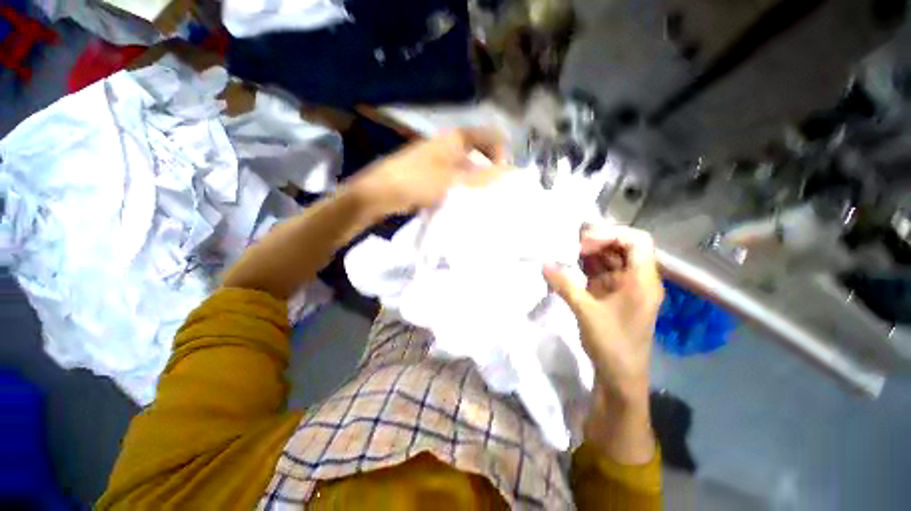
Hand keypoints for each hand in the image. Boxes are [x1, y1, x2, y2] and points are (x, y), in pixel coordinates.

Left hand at [351, 128, 507, 215]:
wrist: (382, 192)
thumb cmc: (418, 180)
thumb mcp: (453, 179)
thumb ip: (481, 176)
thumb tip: (508, 172)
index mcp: (456, 139)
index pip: (489, 136)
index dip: (501, 152)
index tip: (505, 175)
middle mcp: (450, 146)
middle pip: (480, 153)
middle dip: (491, 169)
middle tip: (497, 190)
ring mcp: (440, 161)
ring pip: (468, 168)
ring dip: (477, 181)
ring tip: (484, 199)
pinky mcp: (434, 176)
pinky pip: (456, 180)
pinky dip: (464, 188)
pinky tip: (467, 202)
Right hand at [543, 225, 663, 403]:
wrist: (620, 377)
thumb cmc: (612, 344)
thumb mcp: (586, 312)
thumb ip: (564, 285)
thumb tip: (544, 263)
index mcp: (642, 280)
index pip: (637, 241)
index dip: (611, 234)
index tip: (584, 242)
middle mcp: (637, 279)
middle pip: (622, 247)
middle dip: (597, 241)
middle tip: (571, 244)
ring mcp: (624, 286)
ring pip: (609, 259)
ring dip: (589, 254)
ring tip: (565, 251)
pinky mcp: (611, 295)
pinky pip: (600, 272)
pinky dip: (585, 267)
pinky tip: (568, 266)